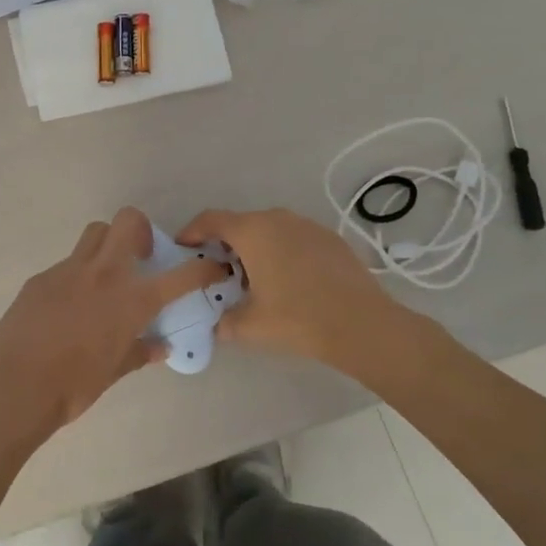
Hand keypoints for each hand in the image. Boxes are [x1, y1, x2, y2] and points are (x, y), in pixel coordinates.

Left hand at [0, 208, 227, 439]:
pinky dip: (77, 275)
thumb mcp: (114, 372)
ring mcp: (68, 271)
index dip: (203, 269)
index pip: (180, 276)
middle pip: (128, 222)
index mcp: (131, 300)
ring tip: (105, 276)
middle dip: (142, 231)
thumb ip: (139, 352)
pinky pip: (67, 264)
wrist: (14, 387)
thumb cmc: (73, 386)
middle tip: (141, 258)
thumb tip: (160, 347)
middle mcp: (103, 274)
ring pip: (95, 234)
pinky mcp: (41, 278)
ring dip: (108, 244)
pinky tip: (69, 306)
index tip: (212, 267)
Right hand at [178, 207, 411, 366]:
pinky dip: (281, 252)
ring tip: (254, 279)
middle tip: (217, 273)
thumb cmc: (298, 319)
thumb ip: (223, 322)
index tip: (183, 248)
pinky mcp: (329, 238)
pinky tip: (288, 282)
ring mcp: (306, 225)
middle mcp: (277, 219)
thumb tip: (216, 324)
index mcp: (252, 231)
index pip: (210, 220)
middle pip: (240, 224)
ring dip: (255, 248)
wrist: (362, 324)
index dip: (191, 232)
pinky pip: (293, 238)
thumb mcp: (250, 326)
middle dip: (224, 245)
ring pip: (269, 230)